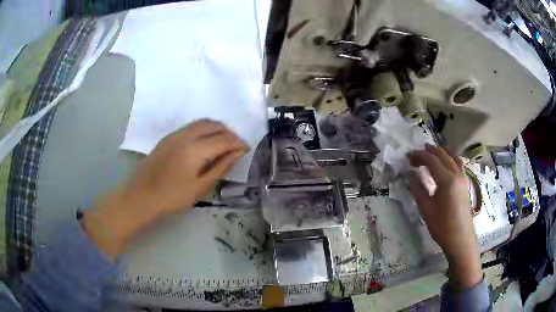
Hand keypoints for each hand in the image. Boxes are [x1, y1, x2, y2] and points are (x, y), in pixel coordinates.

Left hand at [83, 120, 247, 258]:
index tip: (246, 150)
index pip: (223, 139)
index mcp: (194, 150)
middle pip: (213, 125)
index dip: (238, 143)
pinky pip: (192, 126)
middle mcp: (185, 135)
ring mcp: (175, 134)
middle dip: (229, 132)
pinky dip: (204, 129)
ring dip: (217, 128)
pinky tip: (206, 143)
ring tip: (224, 143)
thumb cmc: (172, 198)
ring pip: (202, 122)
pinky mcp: (168, 137)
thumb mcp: (200, 187)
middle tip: (237, 146)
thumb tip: (237, 153)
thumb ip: (220, 167)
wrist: (141, 196)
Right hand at [409, 144, 481, 288]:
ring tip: (430, 152)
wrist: (460, 239)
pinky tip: (446, 161)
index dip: (420, 156)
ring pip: (452, 156)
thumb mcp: (426, 209)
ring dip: (441, 152)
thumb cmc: (442, 226)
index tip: (409, 157)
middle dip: (429, 152)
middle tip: (416, 156)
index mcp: (447, 180)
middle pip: (443, 155)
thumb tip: (411, 174)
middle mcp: (457, 174)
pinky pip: (458, 163)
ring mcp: (463, 177)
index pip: (432, 160)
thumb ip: (418, 189)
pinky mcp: (465, 183)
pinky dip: (450, 157)